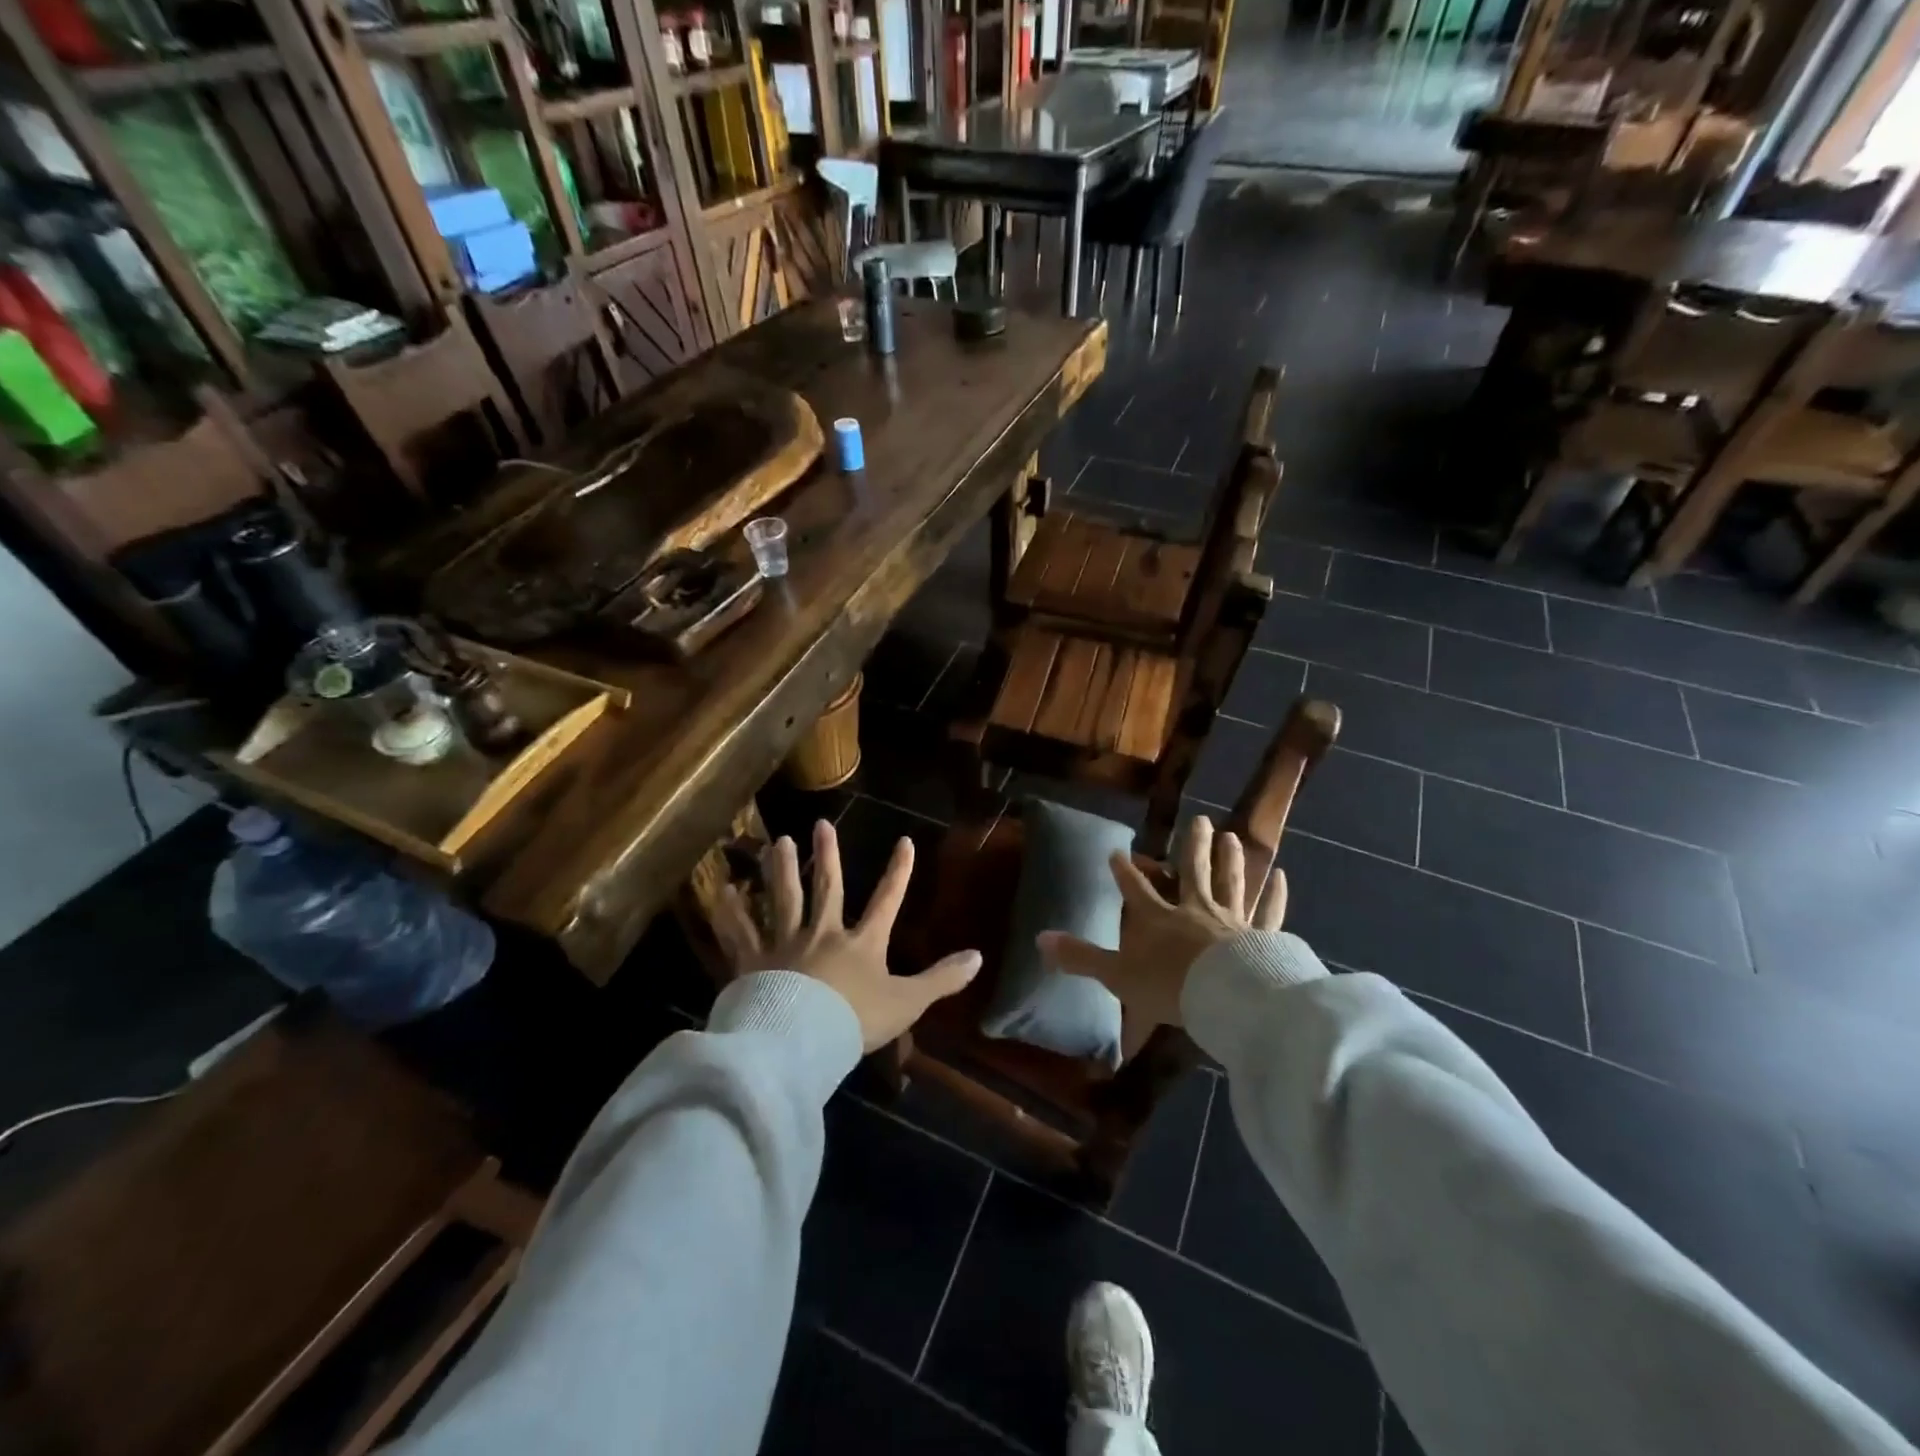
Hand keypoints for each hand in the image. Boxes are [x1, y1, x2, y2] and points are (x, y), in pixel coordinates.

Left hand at [712, 819, 982, 1052]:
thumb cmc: (855, 1021)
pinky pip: (741, 933)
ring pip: (784, 899)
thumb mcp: (907, 1002)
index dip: (898, 871)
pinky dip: (731, 913)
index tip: (904, 841)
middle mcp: (823, 933)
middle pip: (827, 888)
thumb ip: (942, 979)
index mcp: (861, 943)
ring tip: (779, 842)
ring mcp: (786, 945)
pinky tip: (722, 891)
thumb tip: (980, 956)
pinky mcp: (754, 962)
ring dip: (782, 870)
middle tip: (820, 824)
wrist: (800, 1041)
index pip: (887, 900)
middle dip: (828, 856)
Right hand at [1038, 815, 1284, 1033]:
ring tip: (1231, 836)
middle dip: (1193, 846)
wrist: (1226, 999)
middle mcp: (1194, 910)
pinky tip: (1281, 875)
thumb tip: (1039, 940)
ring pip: (1230, 881)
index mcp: (1159, 919)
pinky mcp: (1261, 936)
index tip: (1116, 852)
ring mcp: (1231, 920)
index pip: (1136, 890)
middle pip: (1194, 871)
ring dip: (1230, 858)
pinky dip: (1275, 894)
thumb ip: (1081, 958)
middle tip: (1200, 820)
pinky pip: (1269, 911)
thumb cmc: (1169, 987)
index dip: (1125, 872)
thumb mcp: (1117, 976)